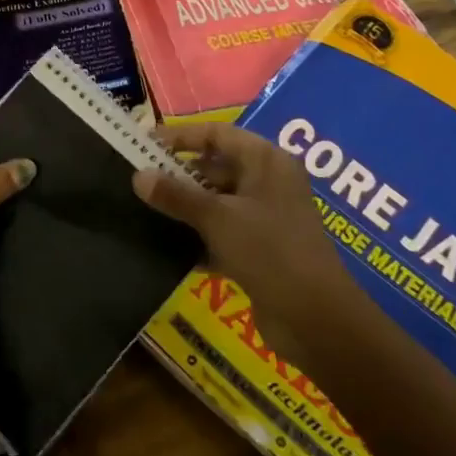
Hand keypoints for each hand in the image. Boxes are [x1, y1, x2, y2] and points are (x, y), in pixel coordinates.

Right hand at [132, 124, 357, 366]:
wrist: (317, 321)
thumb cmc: (270, 252)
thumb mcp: (217, 218)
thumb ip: (176, 195)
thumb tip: (138, 176)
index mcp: (266, 161)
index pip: (216, 134)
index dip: (180, 136)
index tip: (144, 144)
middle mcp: (269, 182)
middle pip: (216, 166)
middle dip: (179, 174)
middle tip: (140, 180)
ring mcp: (267, 217)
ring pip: (217, 201)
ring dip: (186, 207)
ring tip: (146, 210)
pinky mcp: (262, 249)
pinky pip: (222, 231)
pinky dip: (199, 236)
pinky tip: (167, 246)